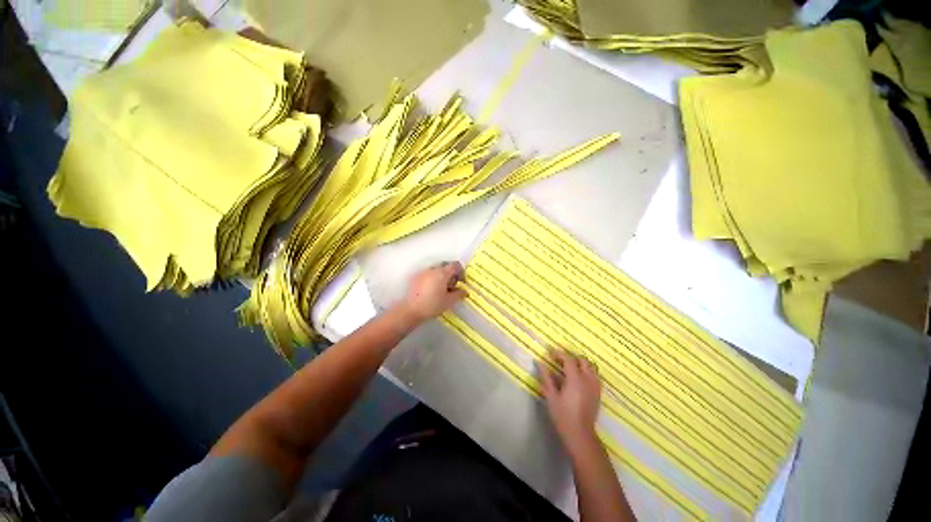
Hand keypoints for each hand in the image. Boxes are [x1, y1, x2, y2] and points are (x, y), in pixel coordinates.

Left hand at [400, 262, 467, 322]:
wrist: (411, 310)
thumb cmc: (432, 305)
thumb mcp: (449, 301)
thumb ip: (459, 294)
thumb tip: (464, 291)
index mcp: (442, 273)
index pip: (455, 265)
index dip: (461, 272)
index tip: (461, 282)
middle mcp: (433, 269)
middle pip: (446, 266)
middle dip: (451, 274)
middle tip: (451, 287)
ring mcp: (423, 272)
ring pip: (436, 269)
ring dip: (441, 276)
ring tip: (441, 289)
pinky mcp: (415, 277)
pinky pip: (428, 274)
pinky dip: (432, 278)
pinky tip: (431, 290)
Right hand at [538, 350, 601, 449]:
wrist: (580, 435)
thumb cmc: (563, 416)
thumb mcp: (551, 396)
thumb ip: (546, 377)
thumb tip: (540, 363)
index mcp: (575, 379)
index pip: (568, 359)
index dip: (558, 354)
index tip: (550, 353)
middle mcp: (587, 379)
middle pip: (582, 360)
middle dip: (571, 357)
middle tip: (559, 360)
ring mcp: (595, 386)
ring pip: (591, 366)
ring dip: (581, 363)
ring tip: (570, 367)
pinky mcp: (598, 393)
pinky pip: (595, 375)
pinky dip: (587, 371)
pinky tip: (579, 378)